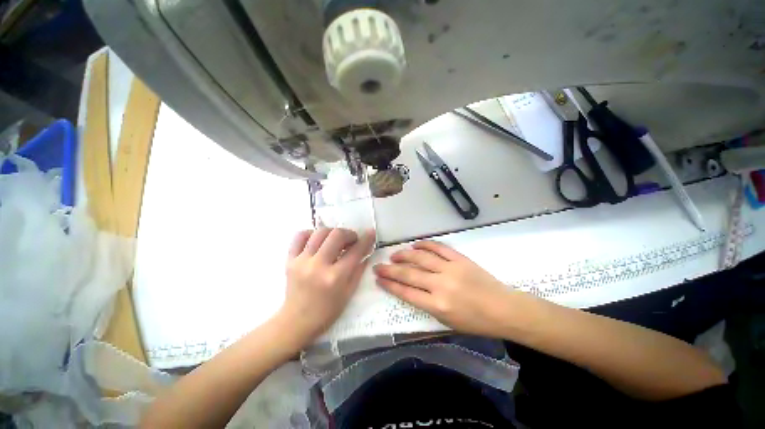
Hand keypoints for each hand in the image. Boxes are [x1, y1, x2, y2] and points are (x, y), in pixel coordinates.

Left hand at [278, 228, 374, 347]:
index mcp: (335, 277)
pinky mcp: (289, 260)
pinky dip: (311, 234)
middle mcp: (318, 266)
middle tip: (352, 240)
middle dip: (349, 233)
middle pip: (336, 235)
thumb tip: (366, 251)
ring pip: (319, 232)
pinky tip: (318, 240)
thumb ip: (359, 269)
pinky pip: (300, 236)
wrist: (297, 321)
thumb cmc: (327, 311)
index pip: (355, 251)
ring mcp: (301, 261)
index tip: (371, 232)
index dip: (366, 239)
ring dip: (332, 232)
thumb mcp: (349, 293)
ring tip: (336, 240)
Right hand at [373, 240, 515, 336]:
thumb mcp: (448, 323)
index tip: (379, 279)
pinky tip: (415, 245)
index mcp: (438, 305)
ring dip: (404, 255)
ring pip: (421, 258)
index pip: (406, 293)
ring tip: (394, 255)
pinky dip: (425, 245)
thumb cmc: (476, 322)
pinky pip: (439, 248)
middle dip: (390, 270)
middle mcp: (441, 285)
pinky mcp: (459, 259)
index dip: (390, 285)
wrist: (504, 309)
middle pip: (409, 274)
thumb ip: (427, 306)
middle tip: (378, 266)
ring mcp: (450, 269)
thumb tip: (410, 291)